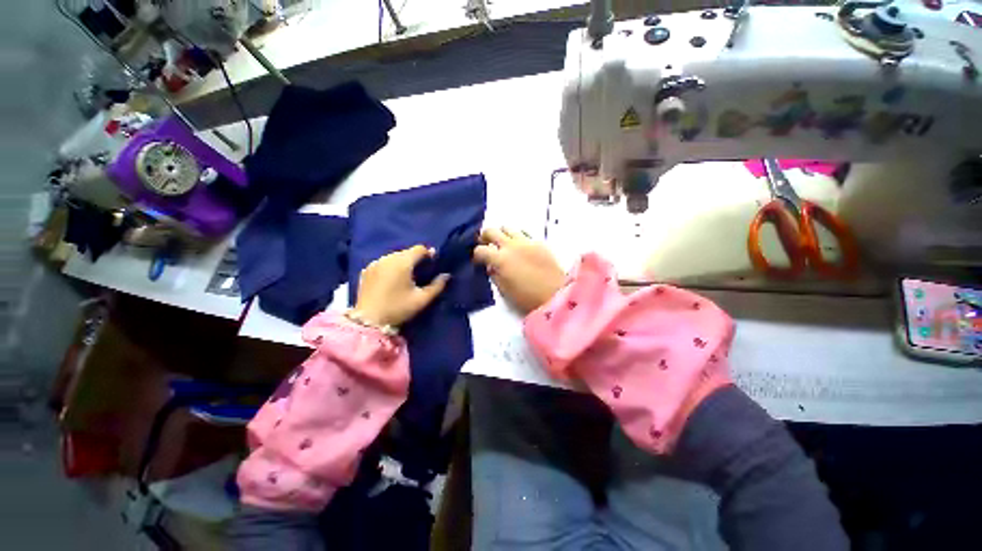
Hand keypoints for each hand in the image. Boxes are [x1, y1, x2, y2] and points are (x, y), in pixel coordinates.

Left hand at [354, 245, 449, 327]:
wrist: (368, 321)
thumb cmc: (398, 309)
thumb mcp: (421, 299)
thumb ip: (437, 286)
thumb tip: (446, 275)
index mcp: (402, 262)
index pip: (419, 249)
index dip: (428, 254)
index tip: (432, 264)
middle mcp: (387, 258)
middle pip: (406, 252)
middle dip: (415, 259)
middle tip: (420, 273)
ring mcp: (375, 263)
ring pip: (394, 257)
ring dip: (402, 262)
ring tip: (406, 277)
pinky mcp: (366, 271)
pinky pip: (383, 263)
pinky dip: (390, 267)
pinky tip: (391, 280)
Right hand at [473, 228, 565, 313]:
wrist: (557, 294)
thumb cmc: (528, 297)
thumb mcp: (505, 290)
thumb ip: (495, 275)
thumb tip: (491, 266)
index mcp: (500, 259)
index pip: (480, 250)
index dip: (476, 255)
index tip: (478, 261)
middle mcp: (511, 245)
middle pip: (491, 231)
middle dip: (484, 237)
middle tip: (485, 245)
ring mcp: (526, 241)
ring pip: (507, 227)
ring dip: (501, 234)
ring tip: (502, 244)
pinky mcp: (539, 242)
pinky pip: (523, 233)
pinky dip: (517, 237)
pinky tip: (519, 247)